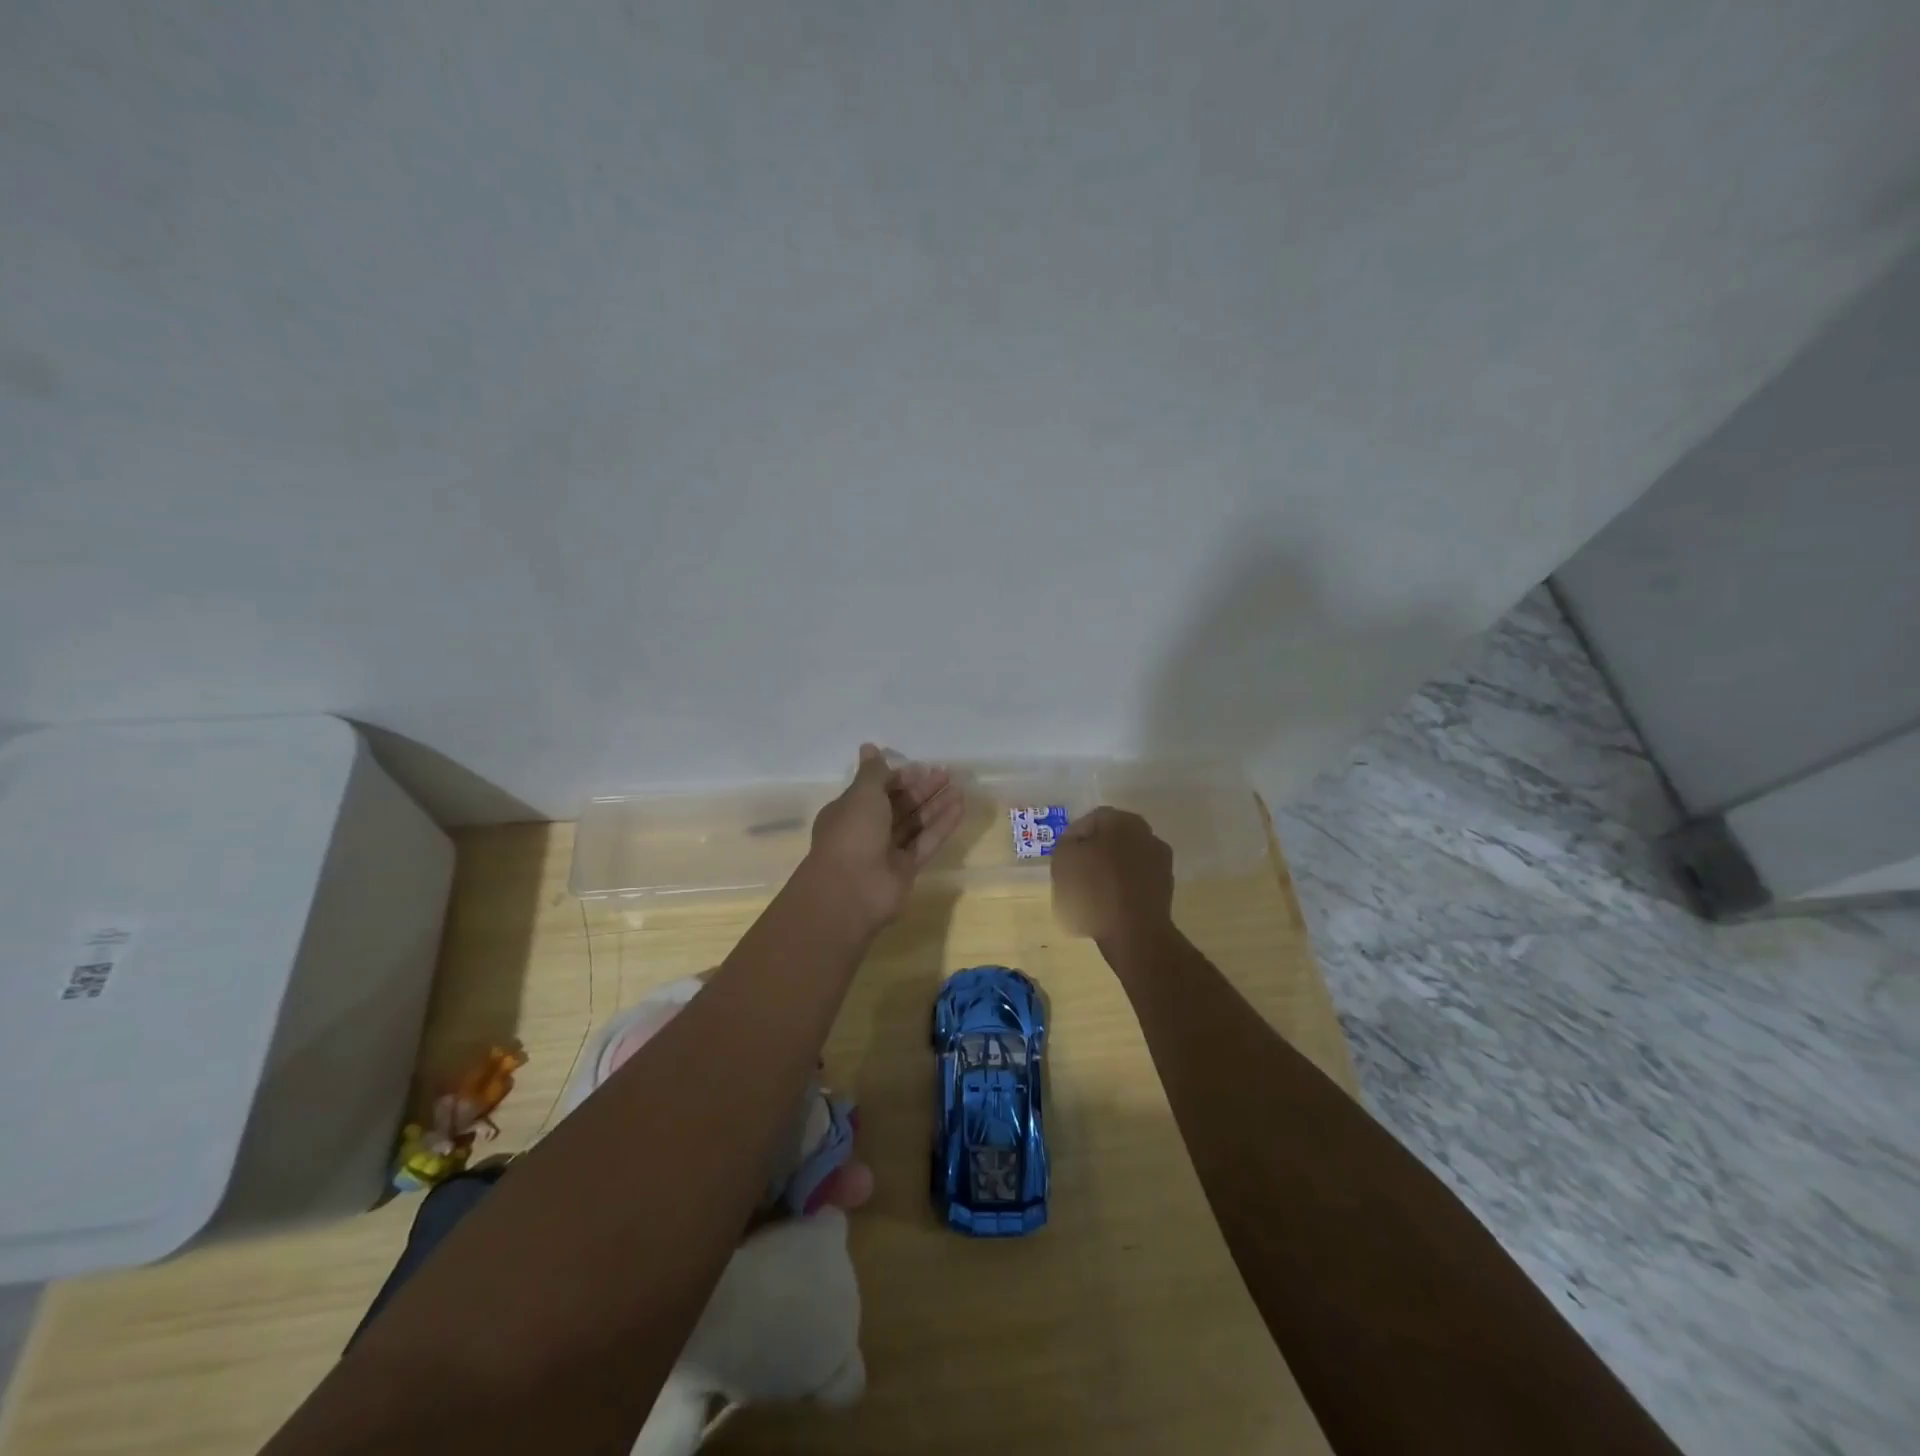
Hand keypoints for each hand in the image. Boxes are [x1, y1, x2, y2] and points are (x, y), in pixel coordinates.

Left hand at [804, 744, 964, 929]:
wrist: (850, 891)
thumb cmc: (852, 834)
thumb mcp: (862, 795)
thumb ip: (874, 772)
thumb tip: (869, 746)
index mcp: (849, 811)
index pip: (877, 789)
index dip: (899, 778)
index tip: (922, 767)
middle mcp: (867, 830)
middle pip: (898, 805)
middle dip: (921, 789)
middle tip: (946, 774)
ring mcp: (887, 851)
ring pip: (915, 823)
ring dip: (935, 805)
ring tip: (959, 788)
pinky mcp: (906, 869)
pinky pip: (926, 842)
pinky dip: (941, 825)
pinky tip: (960, 808)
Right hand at [1051, 806, 1174, 947]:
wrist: (1134, 933)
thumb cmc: (1094, 891)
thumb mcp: (1064, 859)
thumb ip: (1067, 841)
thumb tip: (1078, 841)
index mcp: (1122, 820)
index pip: (1092, 820)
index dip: (1074, 838)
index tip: (1064, 858)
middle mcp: (1146, 833)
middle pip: (1112, 838)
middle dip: (1094, 851)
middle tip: (1076, 872)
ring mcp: (1160, 860)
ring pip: (1125, 858)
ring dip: (1110, 869)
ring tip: (1092, 892)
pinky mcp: (1166, 886)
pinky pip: (1137, 879)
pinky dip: (1124, 886)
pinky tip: (1111, 904)